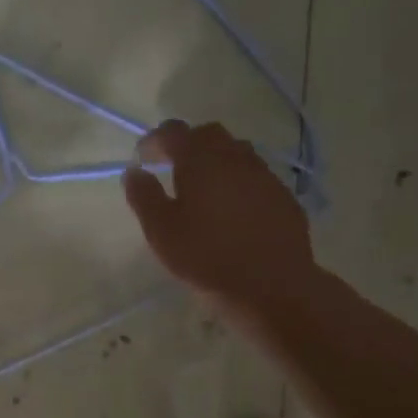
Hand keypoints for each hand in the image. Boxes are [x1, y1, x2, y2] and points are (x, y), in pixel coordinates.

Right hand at [123, 120, 315, 312]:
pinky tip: (234, 209)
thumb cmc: (207, 258)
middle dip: (188, 144)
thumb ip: (144, 197)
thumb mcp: (162, 232)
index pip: (173, 132)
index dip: (154, 140)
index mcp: (201, 160)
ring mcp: (264, 175)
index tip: (143, 158)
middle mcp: (235, 157)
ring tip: (204, 187)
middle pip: (209, 135)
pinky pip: (256, 177)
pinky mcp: (283, 197)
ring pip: (237, 153)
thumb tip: (134, 172)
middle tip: (172, 166)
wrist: (271, 285)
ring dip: (216, 161)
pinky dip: (239, 182)